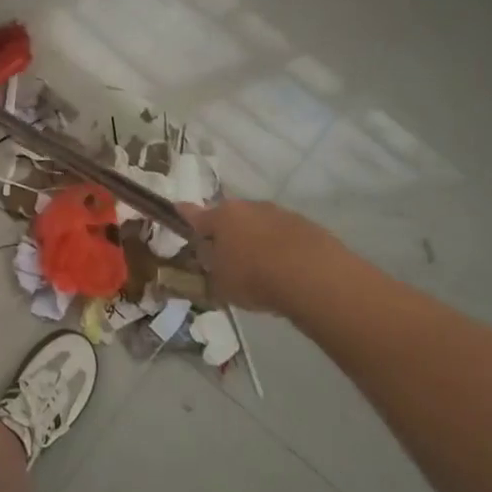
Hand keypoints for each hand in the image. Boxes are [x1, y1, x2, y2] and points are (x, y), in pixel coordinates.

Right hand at [180, 199, 349, 312]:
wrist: (314, 277)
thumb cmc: (255, 278)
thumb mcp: (221, 283)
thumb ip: (211, 268)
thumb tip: (208, 258)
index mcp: (220, 217)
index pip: (194, 214)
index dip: (184, 215)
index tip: (177, 209)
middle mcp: (247, 208)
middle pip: (230, 217)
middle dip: (227, 232)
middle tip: (228, 256)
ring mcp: (278, 213)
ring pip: (259, 224)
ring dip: (256, 239)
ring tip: (262, 267)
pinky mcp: (306, 225)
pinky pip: (285, 235)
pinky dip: (282, 247)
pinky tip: (288, 269)